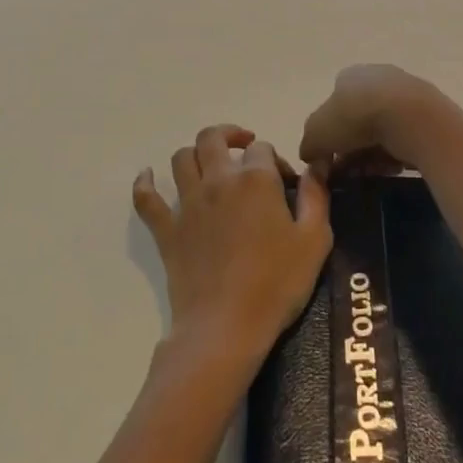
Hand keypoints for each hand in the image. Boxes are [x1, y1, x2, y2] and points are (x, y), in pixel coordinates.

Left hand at [133, 125, 331, 376]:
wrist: (226, 327)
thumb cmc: (277, 284)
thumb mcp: (314, 240)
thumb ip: (316, 195)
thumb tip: (318, 163)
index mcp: (256, 180)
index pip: (262, 148)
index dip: (276, 160)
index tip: (286, 185)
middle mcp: (218, 181)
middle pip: (213, 138)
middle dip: (230, 135)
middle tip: (244, 149)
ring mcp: (188, 204)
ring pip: (181, 158)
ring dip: (196, 154)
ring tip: (210, 165)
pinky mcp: (167, 230)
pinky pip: (147, 199)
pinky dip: (145, 183)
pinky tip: (148, 176)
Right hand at [298, 64, 444, 173]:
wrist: (411, 117)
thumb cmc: (356, 117)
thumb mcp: (316, 133)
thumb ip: (309, 145)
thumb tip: (311, 155)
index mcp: (349, 76)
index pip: (333, 106)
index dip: (329, 136)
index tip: (330, 161)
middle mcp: (377, 78)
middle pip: (358, 120)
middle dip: (352, 149)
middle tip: (350, 174)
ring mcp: (405, 93)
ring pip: (383, 131)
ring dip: (374, 155)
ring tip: (372, 175)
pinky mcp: (428, 113)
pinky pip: (405, 138)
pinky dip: (397, 154)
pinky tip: (393, 169)